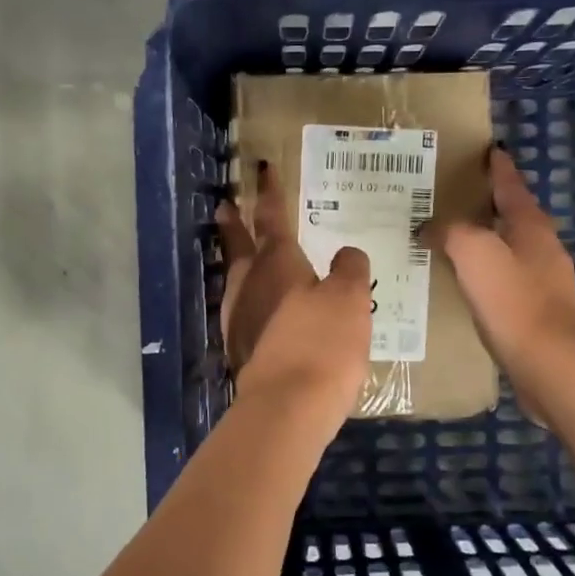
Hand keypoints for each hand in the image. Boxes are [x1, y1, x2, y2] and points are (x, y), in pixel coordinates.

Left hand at [216, 163, 372, 425]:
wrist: (288, 406)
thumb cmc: (322, 342)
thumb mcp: (349, 298)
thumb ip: (349, 269)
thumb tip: (346, 253)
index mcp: (277, 263)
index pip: (272, 218)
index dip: (270, 193)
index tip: (261, 169)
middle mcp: (251, 284)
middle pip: (239, 245)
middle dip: (235, 223)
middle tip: (225, 205)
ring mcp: (240, 318)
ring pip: (236, 278)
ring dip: (236, 260)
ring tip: (240, 254)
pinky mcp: (241, 349)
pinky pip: (243, 310)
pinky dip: (248, 298)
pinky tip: (257, 309)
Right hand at [430, 145, 574, 418]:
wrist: (550, 363)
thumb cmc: (513, 299)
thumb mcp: (473, 251)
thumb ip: (450, 231)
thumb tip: (430, 228)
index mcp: (531, 225)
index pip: (511, 185)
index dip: (498, 168)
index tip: (489, 151)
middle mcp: (543, 248)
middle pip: (515, 215)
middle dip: (490, 204)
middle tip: (456, 198)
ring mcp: (545, 281)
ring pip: (511, 249)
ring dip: (487, 240)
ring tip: (455, 241)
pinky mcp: (538, 311)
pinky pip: (507, 280)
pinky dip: (487, 273)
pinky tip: (468, 285)